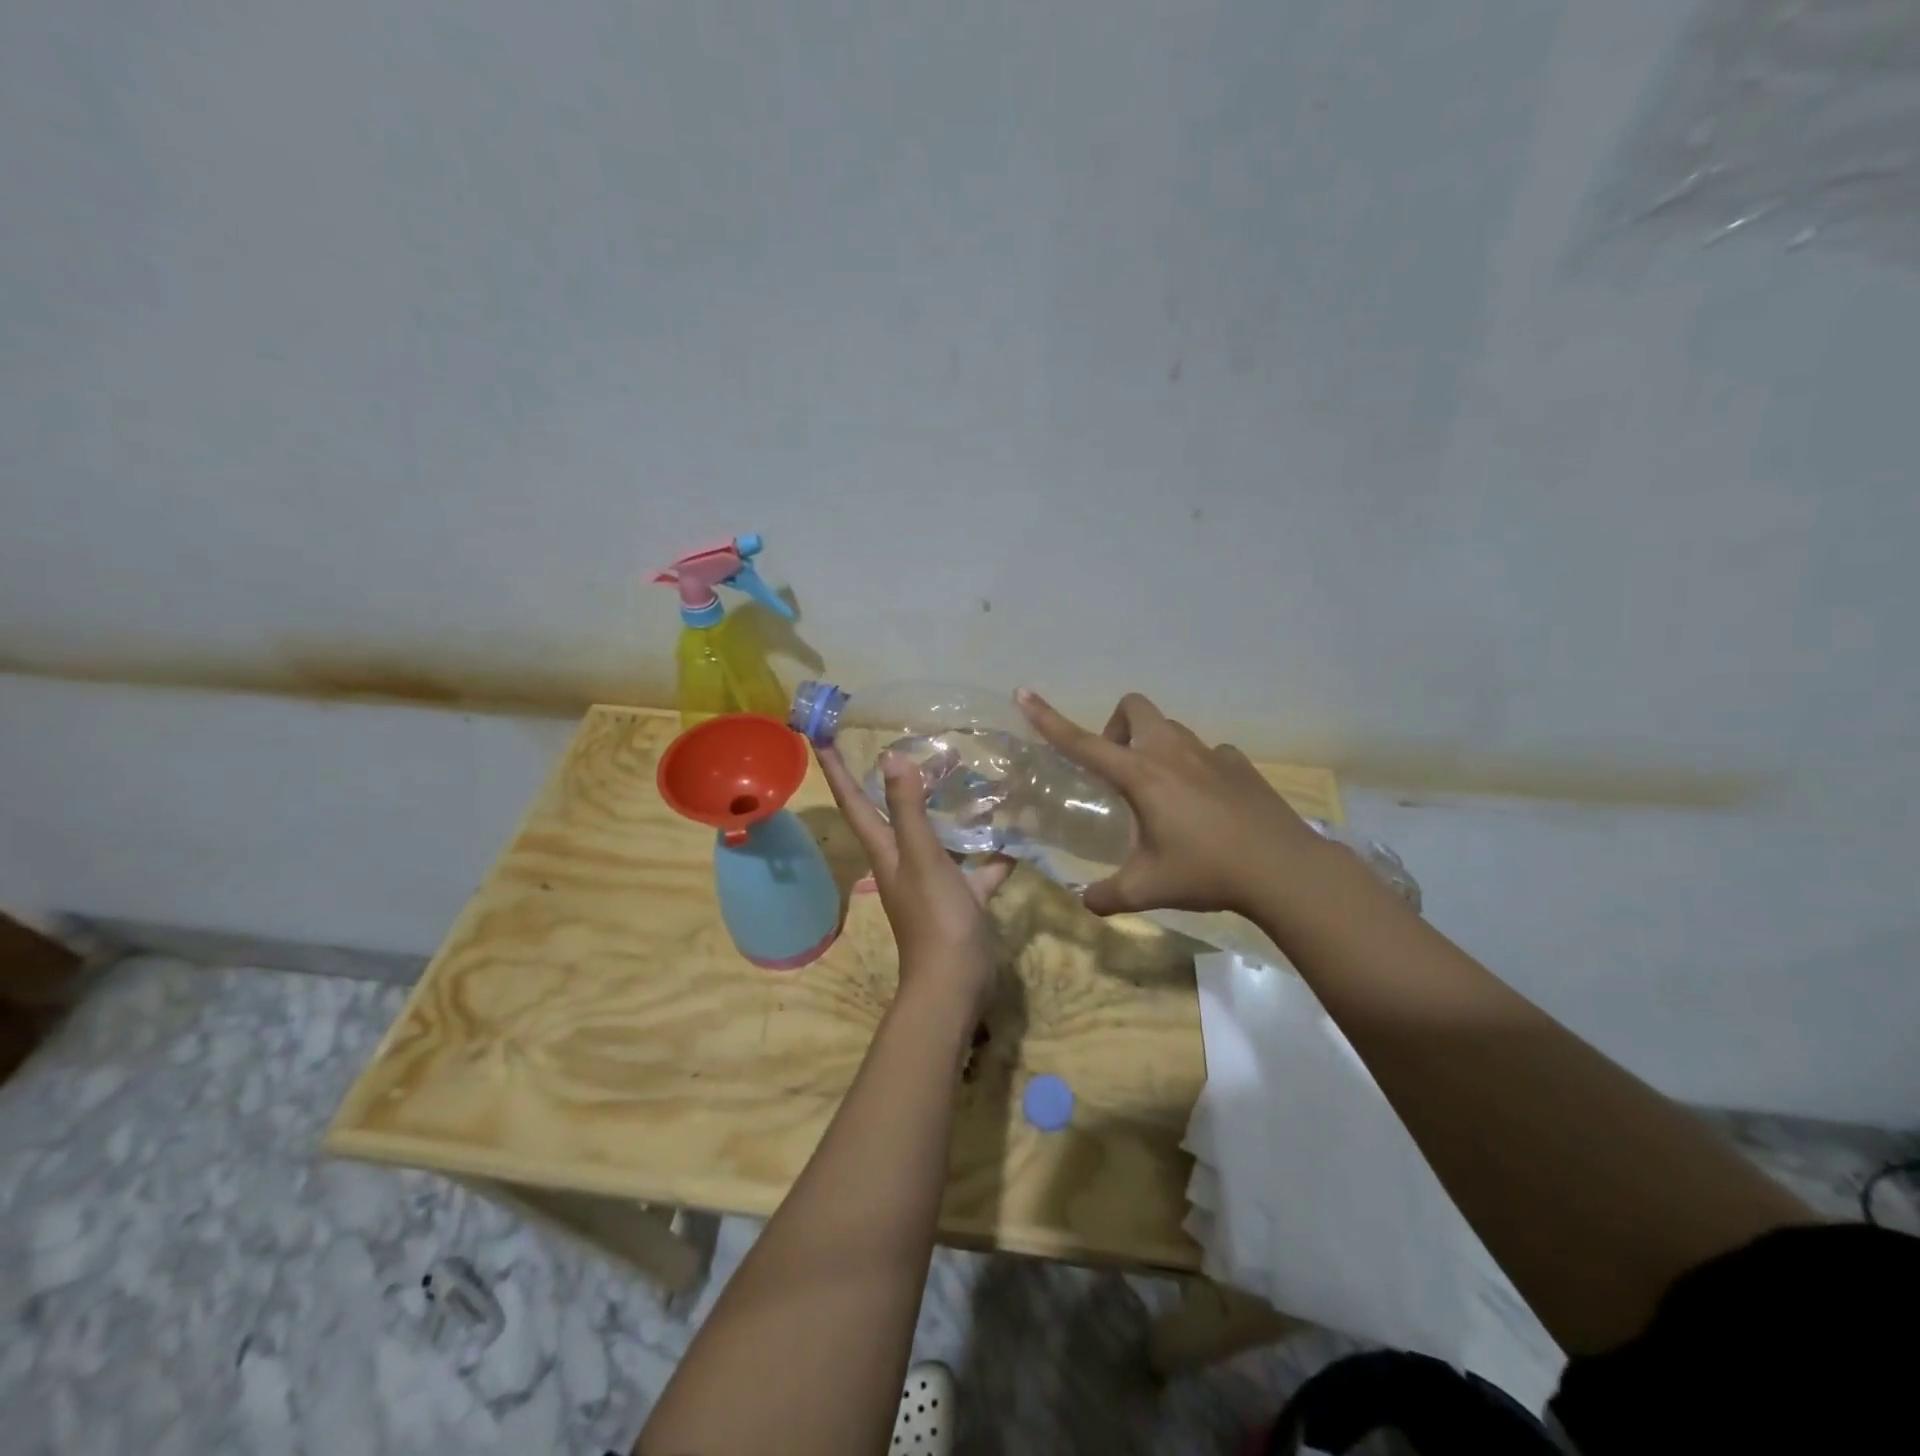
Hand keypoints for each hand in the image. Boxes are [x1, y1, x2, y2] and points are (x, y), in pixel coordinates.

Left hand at [815, 743, 1014, 1007]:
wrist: (956, 985)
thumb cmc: (934, 919)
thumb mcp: (921, 858)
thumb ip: (909, 810)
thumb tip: (892, 756)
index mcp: (885, 850)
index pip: (854, 801)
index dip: (836, 769)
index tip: (821, 735)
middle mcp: (904, 860)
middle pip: (894, 812)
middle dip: (895, 779)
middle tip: (910, 741)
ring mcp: (934, 880)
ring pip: (939, 834)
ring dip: (949, 808)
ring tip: (969, 774)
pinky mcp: (963, 897)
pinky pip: (977, 865)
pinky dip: (993, 849)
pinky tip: (1017, 830)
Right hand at [1015, 689, 1323, 918]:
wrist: (1283, 870)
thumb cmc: (1206, 872)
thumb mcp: (1146, 889)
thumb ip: (1106, 896)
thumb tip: (1085, 902)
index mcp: (1141, 775)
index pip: (1082, 742)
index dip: (1049, 718)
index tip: (1024, 694)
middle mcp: (1171, 752)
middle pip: (1134, 708)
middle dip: (1117, 728)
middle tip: (1119, 770)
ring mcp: (1210, 753)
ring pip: (1170, 728)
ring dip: (1154, 746)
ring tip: (1161, 792)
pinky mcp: (1240, 764)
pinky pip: (1207, 752)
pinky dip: (1195, 766)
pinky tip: (1205, 803)